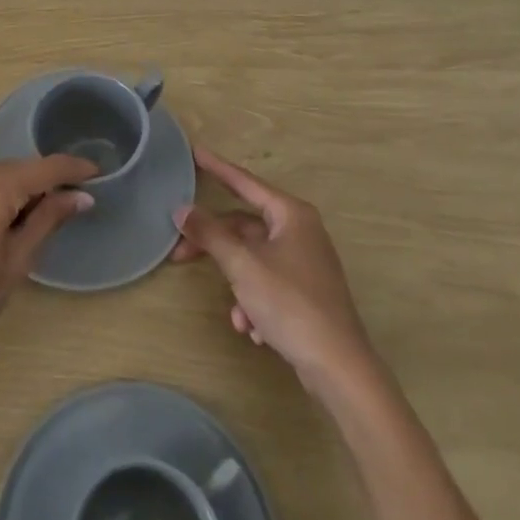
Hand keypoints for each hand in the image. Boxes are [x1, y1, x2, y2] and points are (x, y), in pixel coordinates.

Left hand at [0, 155, 95, 380]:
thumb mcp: (15, 264)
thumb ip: (48, 220)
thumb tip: (81, 197)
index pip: (45, 168)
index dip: (73, 170)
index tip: (96, 172)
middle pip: (16, 171)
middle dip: (38, 188)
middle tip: (58, 214)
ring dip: (9, 194)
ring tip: (16, 230)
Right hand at [170, 149, 372, 388]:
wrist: (339, 367)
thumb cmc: (290, 303)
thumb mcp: (243, 265)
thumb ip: (210, 234)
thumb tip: (182, 209)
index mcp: (291, 214)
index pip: (245, 182)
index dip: (217, 168)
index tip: (194, 152)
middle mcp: (301, 231)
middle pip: (245, 226)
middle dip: (216, 245)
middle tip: (180, 253)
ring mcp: (306, 263)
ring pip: (255, 259)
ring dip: (238, 283)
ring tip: (233, 313)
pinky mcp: (308, 293)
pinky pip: (269, 283)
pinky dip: (255, 301)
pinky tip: (252, 328)